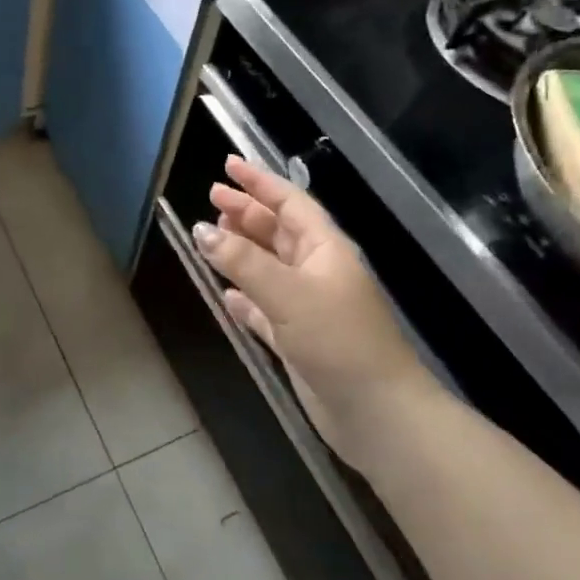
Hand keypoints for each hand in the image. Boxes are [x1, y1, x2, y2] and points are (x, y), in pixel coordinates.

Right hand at [194, 156, 427, 467]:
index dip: (259, 182)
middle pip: (277, 231)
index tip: (228, 165)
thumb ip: (242, 261)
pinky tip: (226, 295)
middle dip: (246, 213)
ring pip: (269, 268)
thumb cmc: (338, 340)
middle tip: (211, 198)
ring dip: (242, 252)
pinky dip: (245, 298)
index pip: (289, 202)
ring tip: (210, 238)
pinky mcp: (298, 340)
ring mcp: (308, 306)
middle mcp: (317, 271)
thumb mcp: (288, 293)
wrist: (377, 414)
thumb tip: (201, 230)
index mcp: (325, 249)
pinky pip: (265, 308)